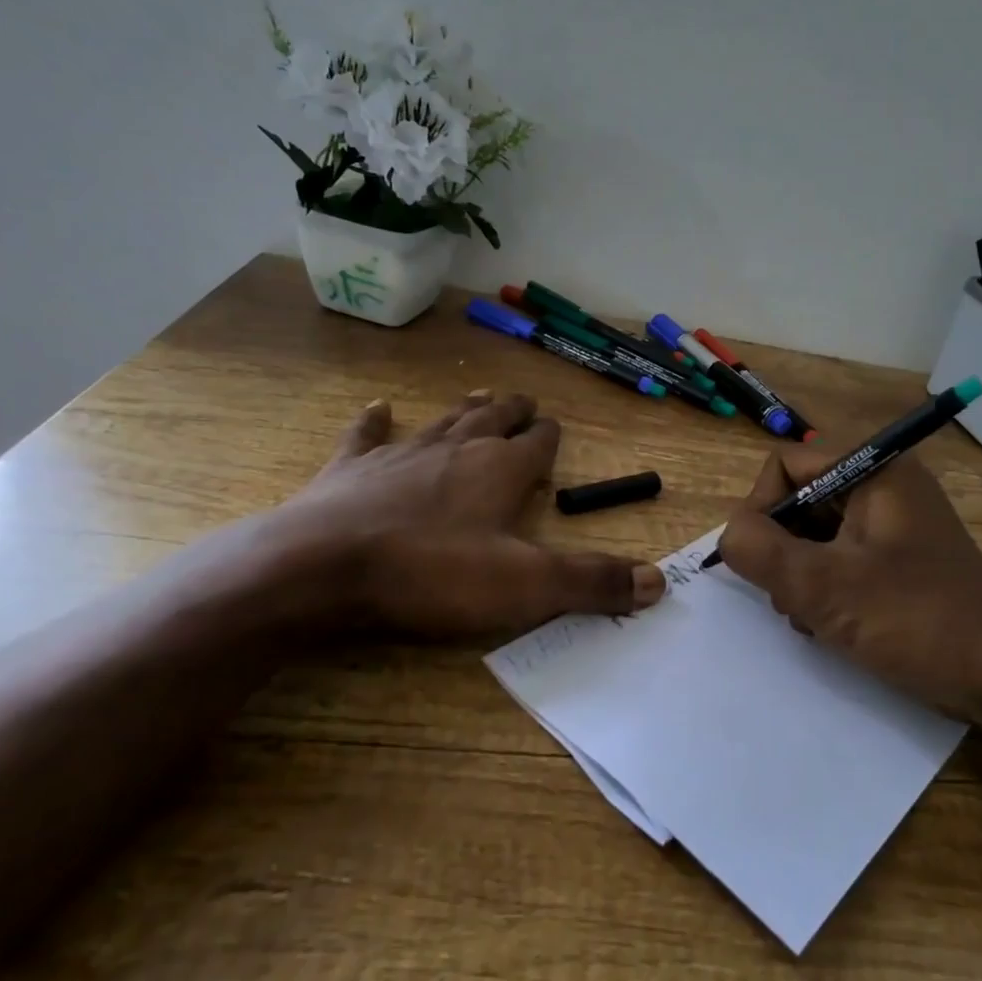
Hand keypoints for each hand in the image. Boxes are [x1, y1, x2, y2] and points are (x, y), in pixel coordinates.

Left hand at [229, 392, 665, 636]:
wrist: (322, 567)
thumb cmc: (432, 573)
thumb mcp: (525, 586)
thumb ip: (592, 582)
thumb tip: (659, 582)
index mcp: (500, 469)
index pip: (538, 443)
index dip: (550, 437)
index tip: (555, 432)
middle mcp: (456, 447)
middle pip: (493, 418)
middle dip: (513, 411)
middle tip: (525, 403)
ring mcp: (400, 453)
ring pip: (443, 419)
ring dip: (464, 408)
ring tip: (479, 394)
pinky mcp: (351, 469)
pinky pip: (367, 436)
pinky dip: (375, 422)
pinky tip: (379, 408)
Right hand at [717, 446, 981, 720]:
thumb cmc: (915, 621)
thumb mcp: (823, 586)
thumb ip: (759, 551)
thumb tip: (730, 534)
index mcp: (876, 470)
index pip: (786, 464)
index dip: (760, 507)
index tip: (760, 560)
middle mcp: (887, 486)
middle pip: (801, 499)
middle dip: (781, 548)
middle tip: (787, 596)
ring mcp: (896, 524)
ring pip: (817, 532)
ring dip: (799, 573)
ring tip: (809, 617)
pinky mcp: (902, 559)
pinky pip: (842, 557)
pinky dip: (824, 586)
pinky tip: (828, 624)